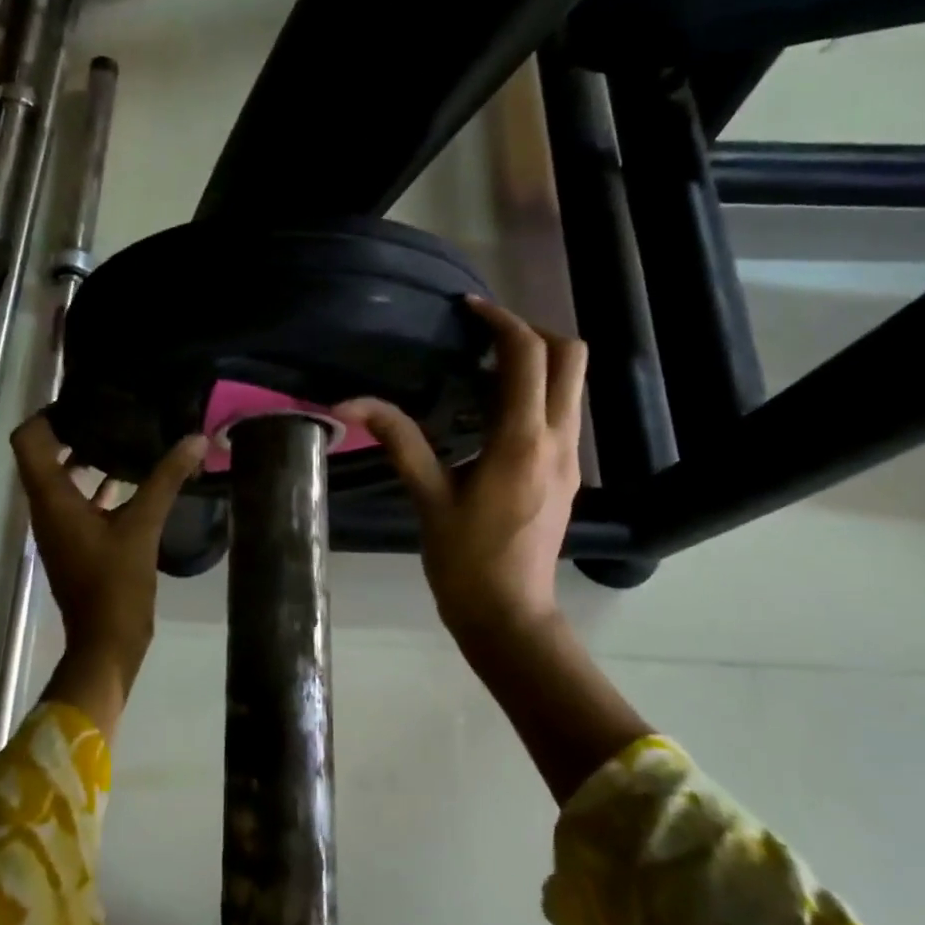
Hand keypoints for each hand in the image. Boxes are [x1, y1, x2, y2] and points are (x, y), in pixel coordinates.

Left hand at [10, 413, 208, 678]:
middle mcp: (46, 508)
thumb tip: (195, 438)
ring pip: (62, 479)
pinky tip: (131, 479)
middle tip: (110, 411)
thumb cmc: (115, 583)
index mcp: (51, 499)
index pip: (28, 440)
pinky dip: (97, 486)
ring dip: (86, 457)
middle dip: (72, 430)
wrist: (106, 642)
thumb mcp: (144, 526)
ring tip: (123, 436)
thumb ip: (167, 479)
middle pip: (44, 454)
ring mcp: (59, 527)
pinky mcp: (75, 542)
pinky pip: (79, 501)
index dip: (48, 414)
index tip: (83, 401)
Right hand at [336, 296, 588, 673]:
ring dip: (539, 361)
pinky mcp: (570, 473)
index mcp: (521, 441)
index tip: (468, 309)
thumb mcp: (427, 498)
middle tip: (485, 335)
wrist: (510, 615)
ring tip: (485, 368)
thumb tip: (350, 403)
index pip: (528, 356)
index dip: (501, 320)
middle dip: (532, 332)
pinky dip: (538, 391)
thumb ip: (398, 440)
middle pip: (571, 356)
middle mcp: (558, 440)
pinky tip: (494, 412)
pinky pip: (564, 411)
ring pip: (573, 383)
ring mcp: (571, 457)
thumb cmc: (465, 561)